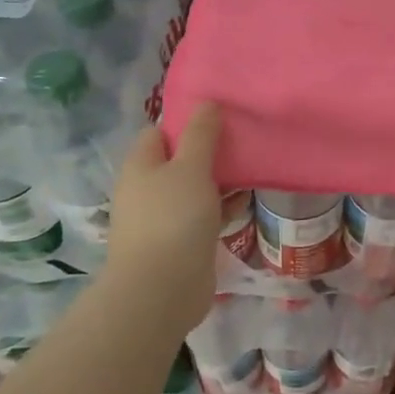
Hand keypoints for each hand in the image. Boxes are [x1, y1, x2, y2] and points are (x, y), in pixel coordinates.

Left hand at [100, 103, 224, 331]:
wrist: (162, 290)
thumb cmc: (173, 219)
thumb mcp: (191, 168)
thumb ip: (201, 134)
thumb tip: (207, 103)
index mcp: (141, 166)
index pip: (160, 131)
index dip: (187, 122)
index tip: (220, 118)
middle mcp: (148, 189)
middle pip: (180, 160)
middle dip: (210, 152)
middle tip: (243, 141)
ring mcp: (163, 218)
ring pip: (195, 188)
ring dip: (220, 181)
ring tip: (253, 169)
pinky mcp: (181, 242)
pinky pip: (204, 215)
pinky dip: (222, 208)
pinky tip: (246, 204)